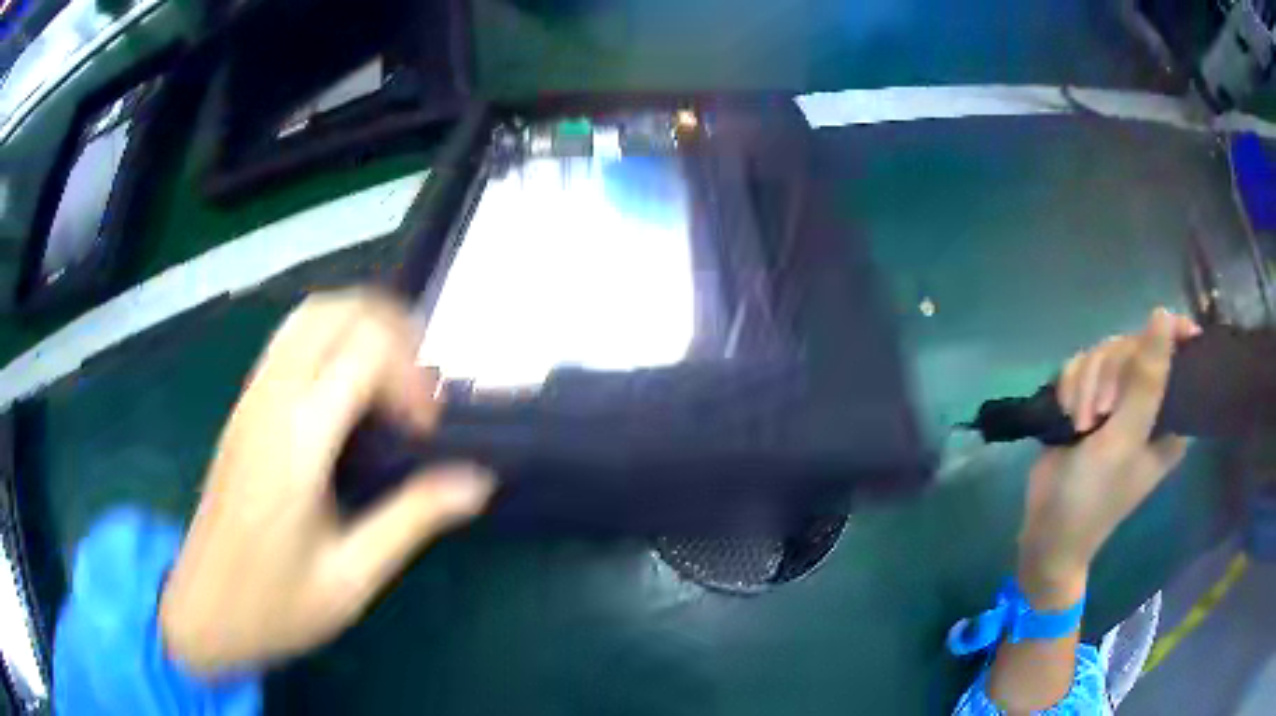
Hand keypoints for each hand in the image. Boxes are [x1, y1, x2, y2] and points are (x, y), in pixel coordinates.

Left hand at [159, 290, 493, 674]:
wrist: (204, 609)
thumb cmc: (274, 605)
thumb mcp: (351, 579)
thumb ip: (411, 520)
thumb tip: (476, 482)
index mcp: (296, 445)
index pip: (363, 352)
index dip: (411, 375)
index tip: (427, 429)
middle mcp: (270, 404)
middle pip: (335, 312)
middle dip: (392, 331)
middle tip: (418, 392)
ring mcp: (251, 399)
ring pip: (309, 315)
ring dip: (361, 327)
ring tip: (392, 381)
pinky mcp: (245, 407)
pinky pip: (291, 340)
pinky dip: (333, 339)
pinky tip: (351, 392)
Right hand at [1017, 308, 1198, 606]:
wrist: (1047, 530)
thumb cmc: (1094, 498)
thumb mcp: (1124, 440)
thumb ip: (1147, 381)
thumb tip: (1164, 315)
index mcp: (1170, 417)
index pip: (1179, 357)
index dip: (1167, 339)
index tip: (1148, 340)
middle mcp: (1148, 403)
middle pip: (1133, 347)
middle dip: (1109, 372)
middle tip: (1097, 412)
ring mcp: (1118, 401)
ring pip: (1104, 352)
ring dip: (1085, 381)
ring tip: (1077, 423)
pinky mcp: (1089, 401)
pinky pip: (1081, 364)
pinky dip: (1069, 385)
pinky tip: (1064, 413)